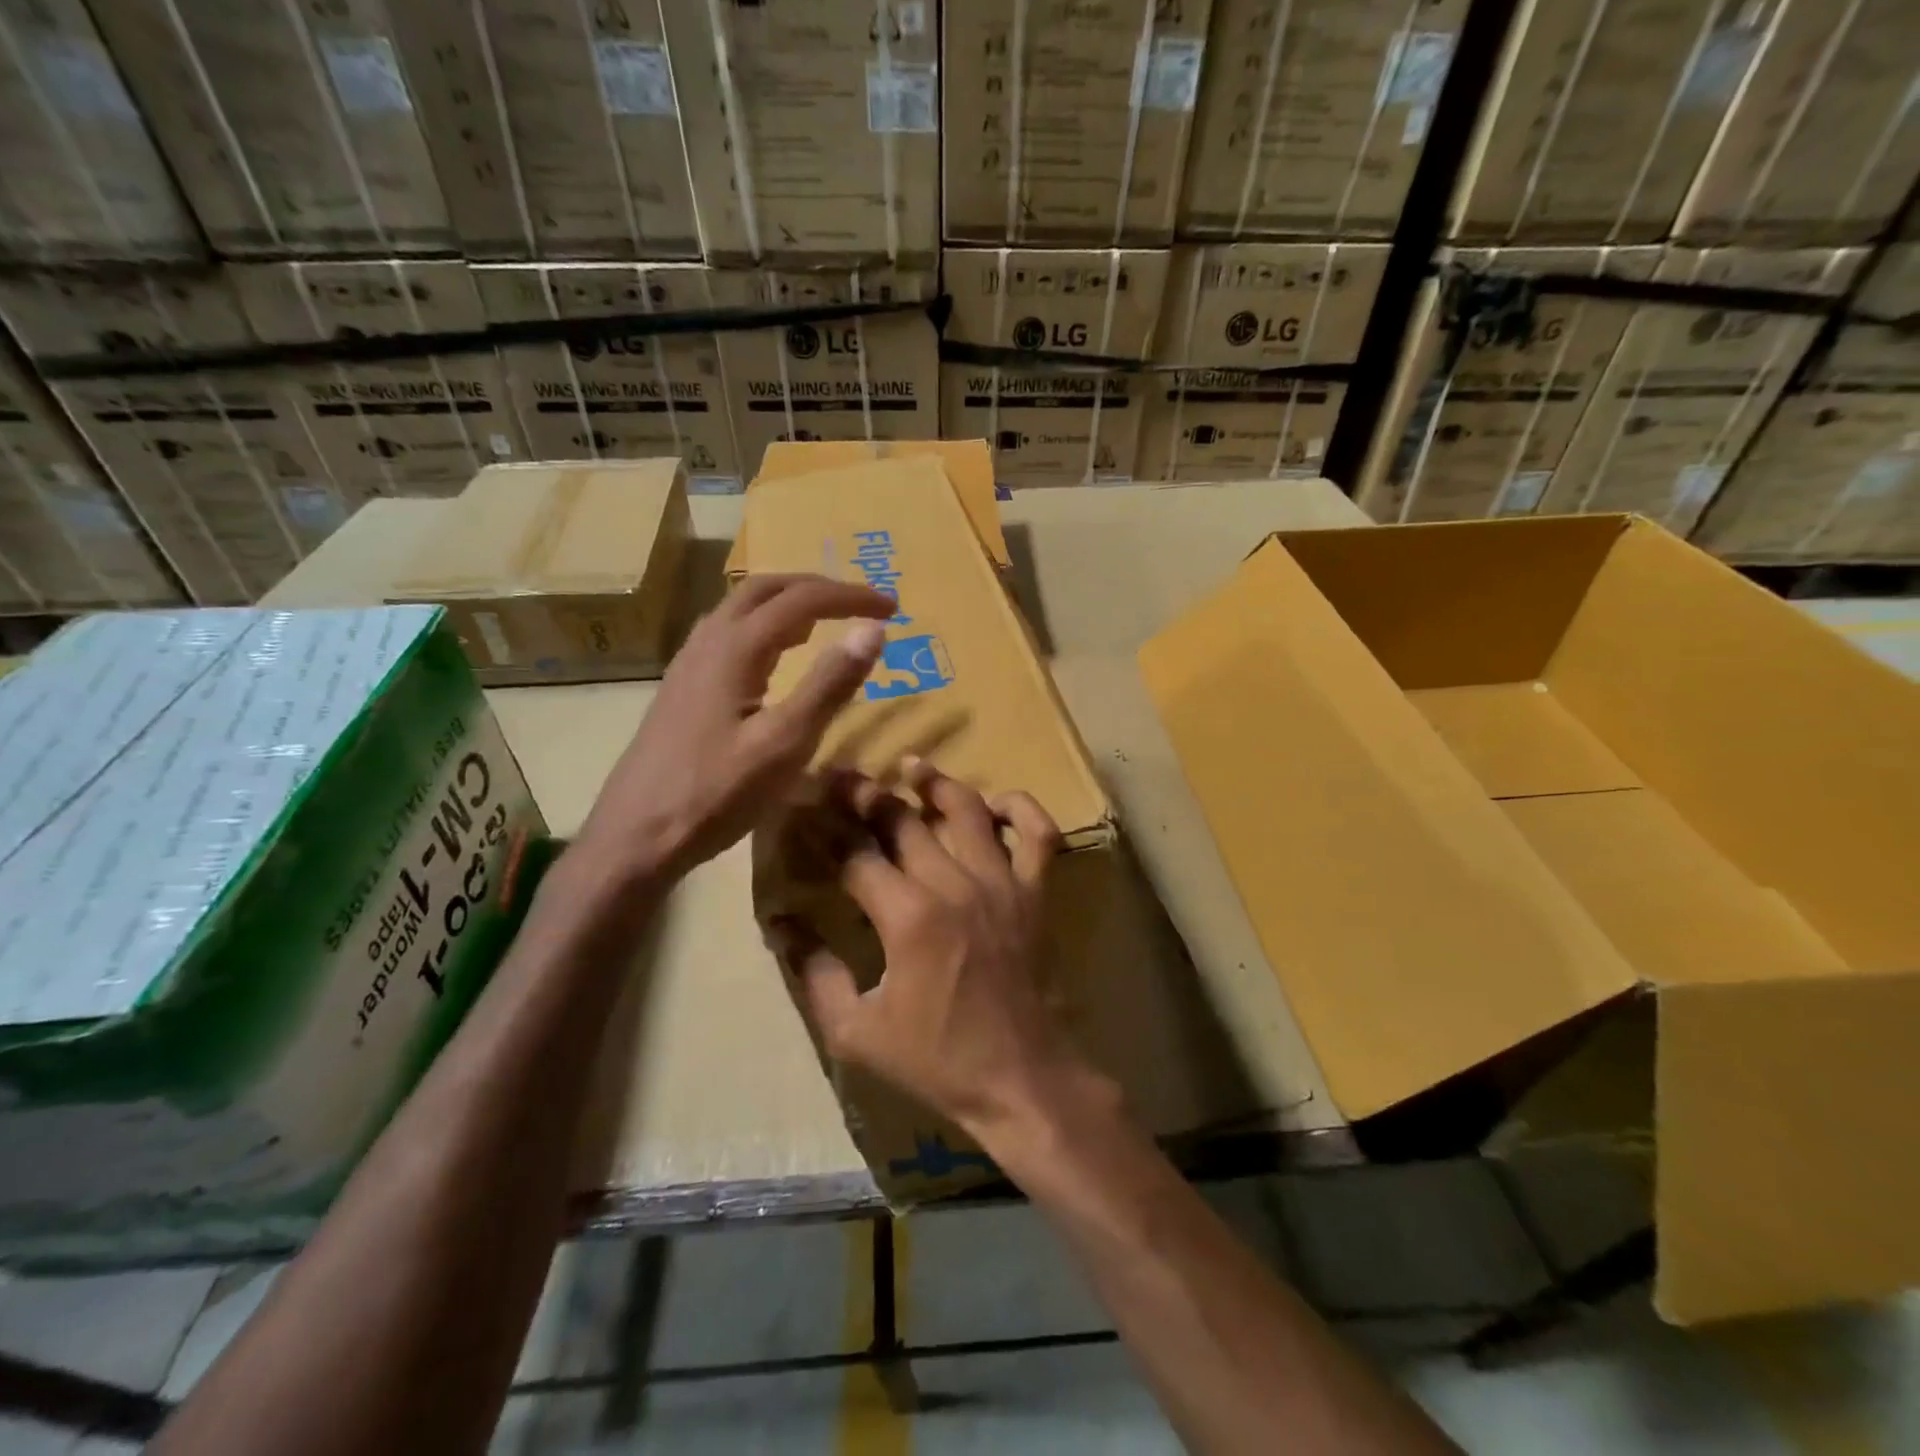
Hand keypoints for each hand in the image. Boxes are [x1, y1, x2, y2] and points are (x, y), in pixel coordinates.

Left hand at [578, 574, 893, 881]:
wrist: (635, 836)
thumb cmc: (716, 794)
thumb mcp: (785, 743)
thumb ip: (829, 685)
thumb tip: (873, 630)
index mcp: (735, 649)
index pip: (802, 600)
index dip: (851, 597)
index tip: (893, 608)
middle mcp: (708, 642)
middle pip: (765, 589)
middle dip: (818, 588)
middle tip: (859, 605)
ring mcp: (688, 664)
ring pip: (741, 609)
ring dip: (787, 604)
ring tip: (824, 624)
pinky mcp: (682, 688)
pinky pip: (727, 634)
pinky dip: (764, 627)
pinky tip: (774, 659)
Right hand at [783, 765, 1090, 1139]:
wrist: (1020, 1079)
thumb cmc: (936, 1059)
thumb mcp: (856, 1031)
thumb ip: (815, 974)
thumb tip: (781, 925)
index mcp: (907, 917)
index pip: (855, 855)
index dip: (823, 830)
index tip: (803, 808)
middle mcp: (954, 885)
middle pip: (903, 820)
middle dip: (865, 794)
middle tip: (842, 776)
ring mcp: (1001, 883)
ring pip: (968, 810)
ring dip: (936, 783)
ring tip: (912, 767)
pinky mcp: (1035, 893)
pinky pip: (1038, 834)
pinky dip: (1021, 809)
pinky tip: (995, 803)